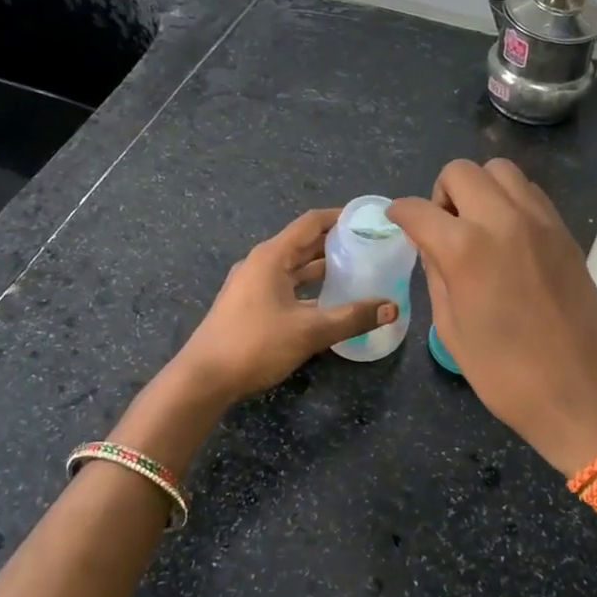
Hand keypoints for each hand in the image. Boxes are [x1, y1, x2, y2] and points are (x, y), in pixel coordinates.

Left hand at [170, 208, 396, 406]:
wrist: (203, 378)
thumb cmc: (254, 344)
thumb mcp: (309, 331)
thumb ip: (353, 317)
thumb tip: (392, 308)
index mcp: (272, 256)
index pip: (311, 222)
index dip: (340, 217)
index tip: (368, 220)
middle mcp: (261, 263)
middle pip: (303, 243)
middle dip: (335, 243)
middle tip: (370, 247)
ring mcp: (252, 284)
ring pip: (294, 267)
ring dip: (322, 268)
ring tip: (356, 271)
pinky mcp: (249, 305)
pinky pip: (285, 286)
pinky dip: (308, 288)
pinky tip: (329, 302)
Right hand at [389, 159, 596, 476]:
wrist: (583, 390)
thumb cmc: (506, 374)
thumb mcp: (451, 329)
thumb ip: (435, 275)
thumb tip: (429, 244)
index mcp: (465, 249)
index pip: (418, 209)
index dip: (400, 213)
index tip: (398, 221)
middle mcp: (502, 220)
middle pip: (460, 171)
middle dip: (440, 194)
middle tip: (443, 228)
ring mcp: (539, 220)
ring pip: (499, 169)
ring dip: (478, 188)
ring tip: (477, 226)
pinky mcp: (563, 229)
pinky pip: (528, 190)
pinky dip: (508, 198)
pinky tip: (507, 234)